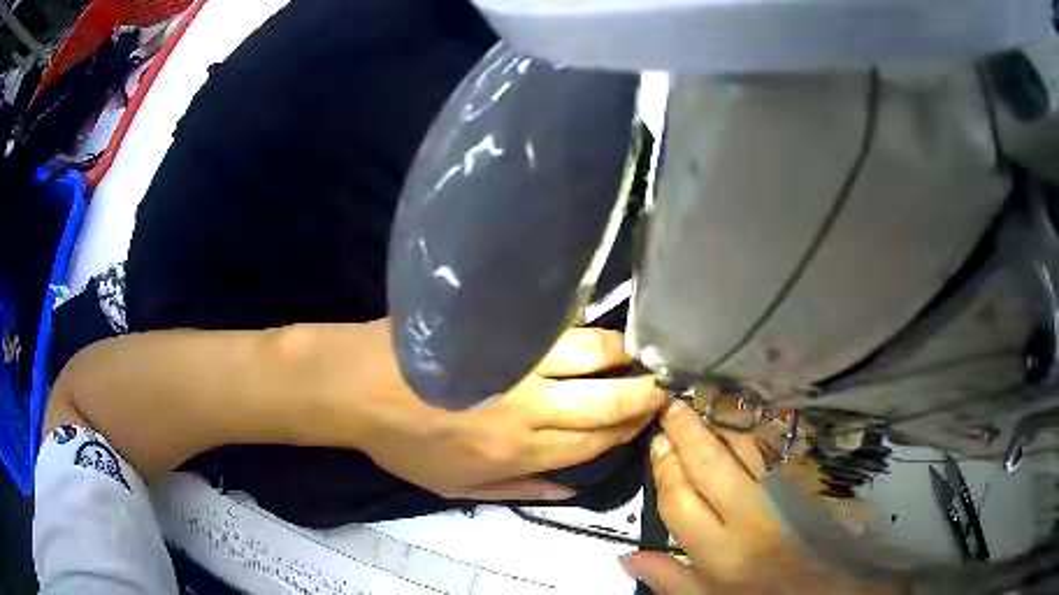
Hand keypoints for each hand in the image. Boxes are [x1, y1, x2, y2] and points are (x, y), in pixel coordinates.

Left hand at [311, 320, 665, 500]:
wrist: (355, 387)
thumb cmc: (403, 442)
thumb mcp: (456, 487)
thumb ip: (518, 491)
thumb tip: (570, 489)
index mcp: (519, 451)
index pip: (593, 443)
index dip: (625, 431)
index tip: (645, 418)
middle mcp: (529, 407)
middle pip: (605, 401)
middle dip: (643, 394)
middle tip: (662, 385)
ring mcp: (516, 361)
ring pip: (592, 354)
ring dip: (623, 354)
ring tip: (637, 352)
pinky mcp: (500, 325)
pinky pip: (556, 322)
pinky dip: (584, 324)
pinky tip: (597, 324)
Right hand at [620, 400, 897, 594]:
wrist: (823, 587)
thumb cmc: (761, 593)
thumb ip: (670, 578)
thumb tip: (626, 558)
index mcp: (722, 551)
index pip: (679, 501)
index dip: (665, 469)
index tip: (658, 443)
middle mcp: (752, 517)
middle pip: (710, 465)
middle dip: (687, 431)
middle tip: (672, 404)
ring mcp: (787, 493)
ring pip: (750, 444)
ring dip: (725, 417)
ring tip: (706, 396)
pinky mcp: (812, 479)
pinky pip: (786, 441)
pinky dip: (766, 421)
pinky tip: (752, 407)